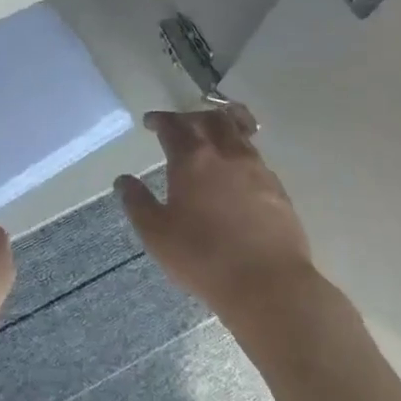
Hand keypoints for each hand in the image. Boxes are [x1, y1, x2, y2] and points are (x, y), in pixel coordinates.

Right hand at [116, 109, 331, 325]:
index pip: (172, 125)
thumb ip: (137, 203)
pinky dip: (239, 150)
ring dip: (219, 126)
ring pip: (237, 131)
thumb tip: (123, 180)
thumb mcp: (156, 234)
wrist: (268, 284)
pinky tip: (235, 169)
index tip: (150, 122)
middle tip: (178, 126)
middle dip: (189, 117)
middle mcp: (225, 154)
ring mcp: (256, 168)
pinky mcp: (277, 187)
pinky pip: (255, 154)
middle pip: (209, 118)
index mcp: (192, 159)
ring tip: (210, 136)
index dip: (159, 120)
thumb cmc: (203, 258)